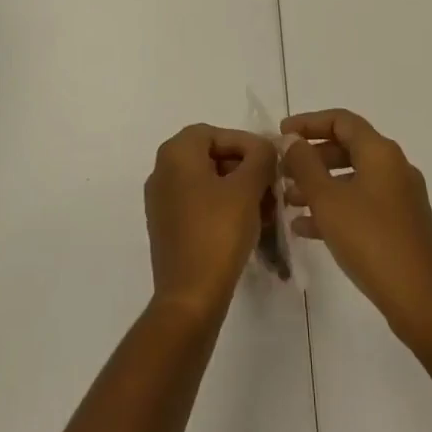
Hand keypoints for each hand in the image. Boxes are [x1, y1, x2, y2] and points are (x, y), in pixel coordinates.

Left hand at [143, 125, 277, 322]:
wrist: (190, 298)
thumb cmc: (218, 233)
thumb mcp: (247, 188)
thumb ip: (260, 157)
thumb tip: (264, 148)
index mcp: (176, 153)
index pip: (216, 133)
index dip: (247, 144)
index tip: (270, 163)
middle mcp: (162, 170)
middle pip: (211, 156)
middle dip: (244, 168)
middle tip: (270, 186)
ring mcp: (161, 201)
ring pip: (207, 182)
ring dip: (237, 190)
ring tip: (265, 209)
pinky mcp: (167, 228)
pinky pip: (199, 205)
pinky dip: (223, 208)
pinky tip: (248, 226)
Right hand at [280, 109, 431, 344]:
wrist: (422, 302)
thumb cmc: (371, 241)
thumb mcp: (328, 201)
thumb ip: (305, 165)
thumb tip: (292, 140)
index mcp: (381, 152)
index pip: (341, 120)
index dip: (309, 123)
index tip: (281, 133)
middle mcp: (394, 166)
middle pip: (347, 147)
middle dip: (312, 157)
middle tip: (282, 170)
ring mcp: (400, 197)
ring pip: (352, 178)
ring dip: (319, 185)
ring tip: (288, 201)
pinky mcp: (401, 225)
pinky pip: (362, 203)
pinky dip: (335, 208)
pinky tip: (306, 228)